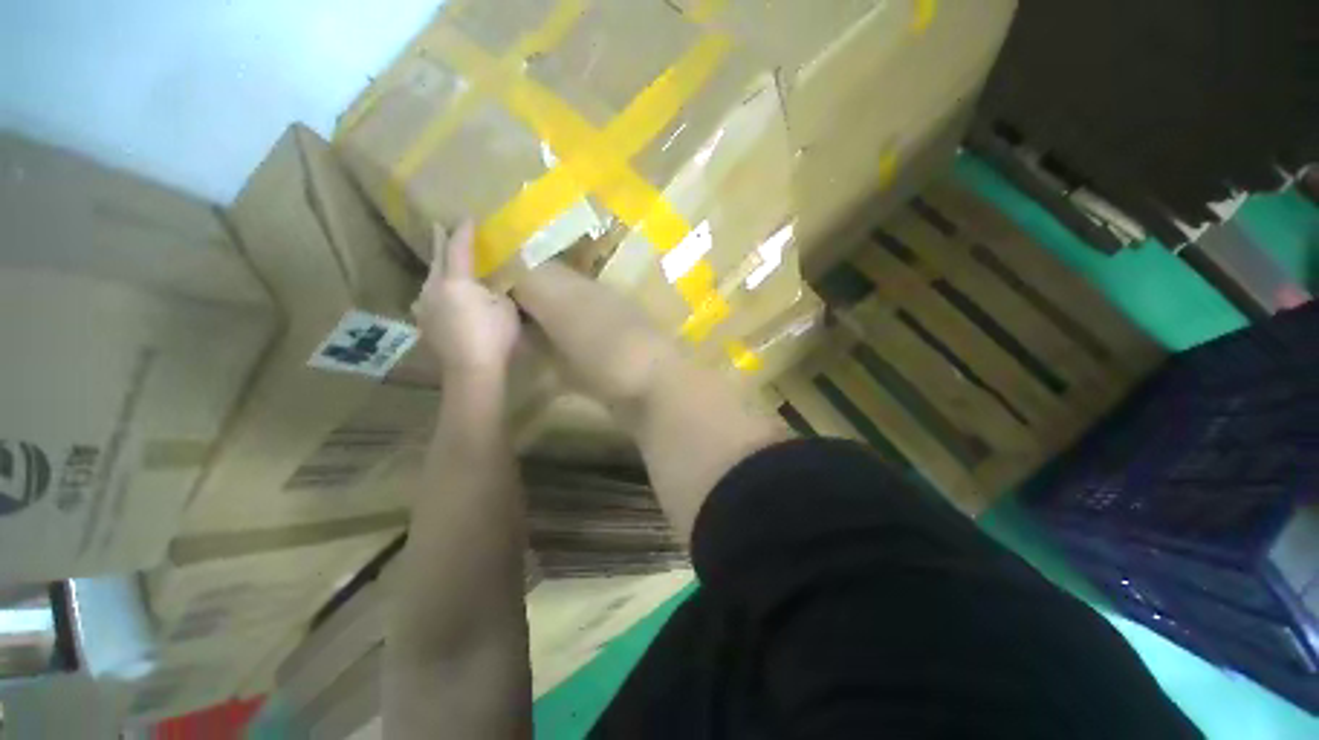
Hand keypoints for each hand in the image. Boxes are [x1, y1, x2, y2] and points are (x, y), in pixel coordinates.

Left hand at [412, 221, 519, 378]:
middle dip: (441, 242)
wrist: (472, 370)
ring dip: (437, 268)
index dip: (464, 232)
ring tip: (442, 262)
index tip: (467, 217)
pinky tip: (437, 296)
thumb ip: (497, 290)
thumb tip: (491, 284)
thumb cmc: (494, 337)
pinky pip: (427, 298)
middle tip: (440, 227)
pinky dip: (434, 291)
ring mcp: (424, 306)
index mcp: (456, 281)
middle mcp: (433, 288)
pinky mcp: (424, 323)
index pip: (459, 248)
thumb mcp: (506, 308)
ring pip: (429, 279)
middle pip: (437, 259)